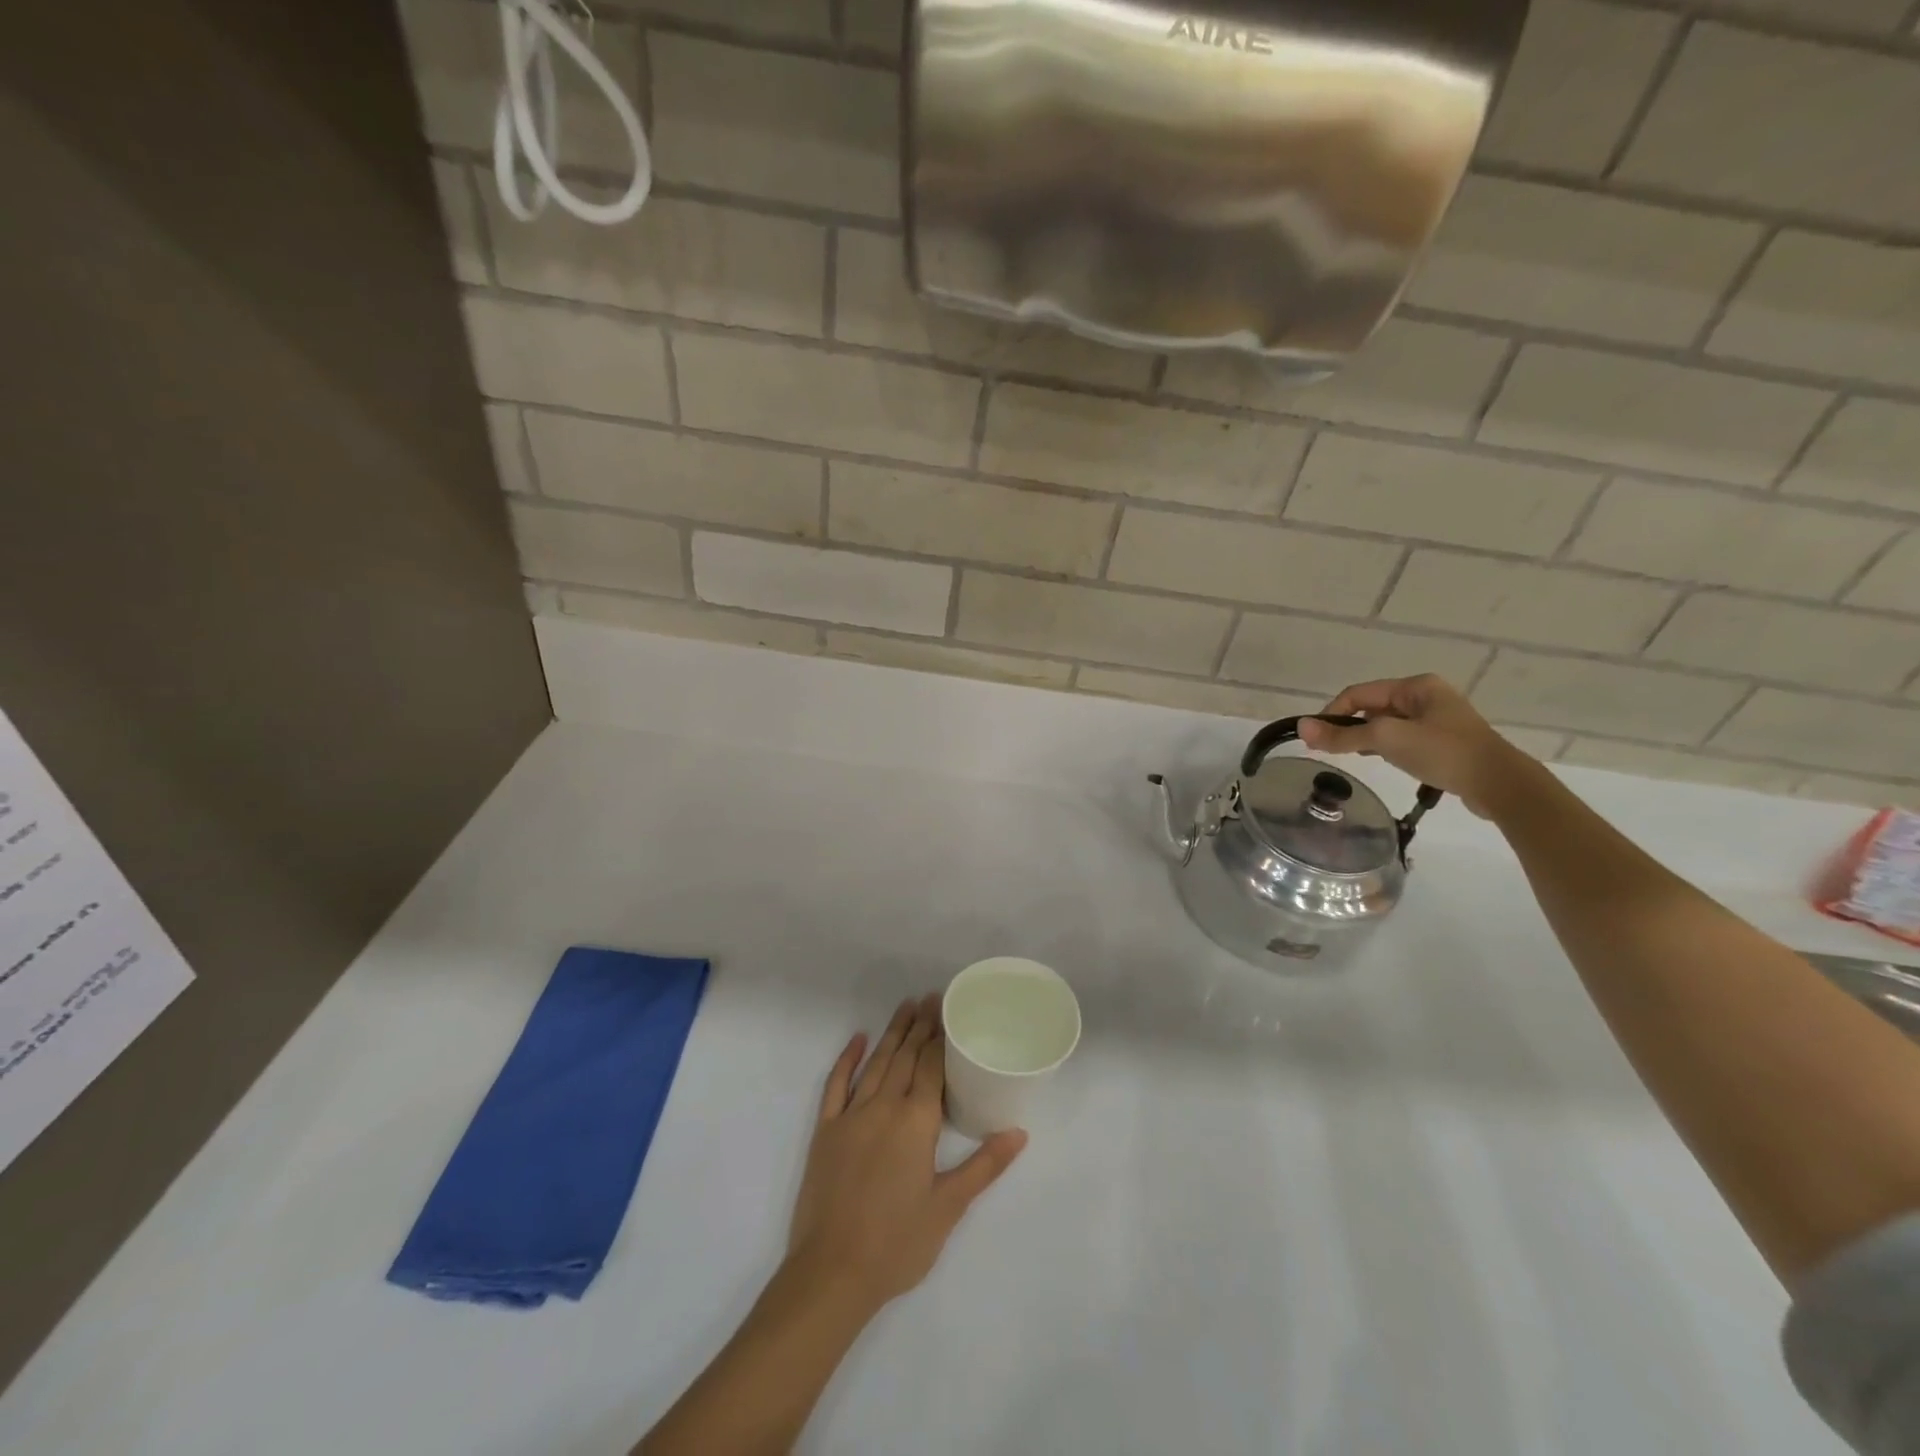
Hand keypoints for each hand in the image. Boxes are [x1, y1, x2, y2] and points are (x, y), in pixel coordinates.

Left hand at [786, 995, 1026, 1315]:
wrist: (832, 1273)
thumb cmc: (897, 1244)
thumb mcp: (948, 1207)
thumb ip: (984, 1166)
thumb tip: (1019, 1133)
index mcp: (916, 1122)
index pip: (931, 1067)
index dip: (940, 1037)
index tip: (947, 1010)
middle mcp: (884, 1107)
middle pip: (905, 1057)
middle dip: (920, 1026)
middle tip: (930, 997)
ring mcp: (851, 1116)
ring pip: (876, 1063)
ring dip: (892, 1033)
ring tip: (905, 1007)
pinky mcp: (825, 1131)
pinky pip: (835, 1085)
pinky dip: (847, 1059)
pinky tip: (858, 1040)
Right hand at [1296, 674, 1533, 818]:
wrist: (1500, 785)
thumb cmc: (1443, 753)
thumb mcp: (1386, 740)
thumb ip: (1342, 736)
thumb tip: (1300, 726)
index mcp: (1415, 685)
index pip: (1358, 693)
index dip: (1332, 714)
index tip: (1316, 740)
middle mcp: (1426, 695)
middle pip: (1371, 707)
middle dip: (1349, 727)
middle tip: (1333, 751)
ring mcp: (1437, 718)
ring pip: (1386, 724)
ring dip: (1367, 738)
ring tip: (1356, 758)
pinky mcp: (1444, 741)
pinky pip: (1403, 737)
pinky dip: (1386, 747)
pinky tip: (1384, 762)